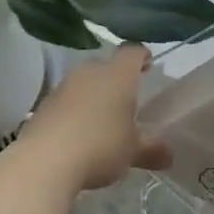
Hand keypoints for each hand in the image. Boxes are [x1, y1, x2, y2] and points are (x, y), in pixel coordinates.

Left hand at [19, 43, 170, 191]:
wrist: (44, 161)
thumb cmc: (100, 146)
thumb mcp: (132, 151)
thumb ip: (152, 150)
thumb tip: (169, 155)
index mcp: (118, 75)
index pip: (132, 52)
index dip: (141, 57)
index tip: (148, 65)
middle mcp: (90, 72)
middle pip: (106, 65)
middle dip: (116, 78)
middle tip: (126, 98)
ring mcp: (64, 86)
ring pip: (84, 82)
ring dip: (93, 94)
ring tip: (102, 117)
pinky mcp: (44, 104)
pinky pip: (66, 100)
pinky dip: (74, 110)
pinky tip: (78, 132)